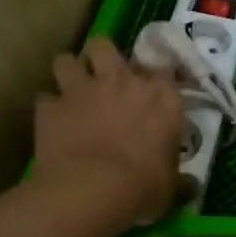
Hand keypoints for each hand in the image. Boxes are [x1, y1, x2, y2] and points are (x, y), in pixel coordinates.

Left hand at [35, 37, 188, 231]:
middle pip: (106, 46)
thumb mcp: (170, 184)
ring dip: (69, 72)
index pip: (165, 66)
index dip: (156, 76)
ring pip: (67, 60)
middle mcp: (122, 81)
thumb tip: (190, 186)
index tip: (154, 87)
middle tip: (104, 77)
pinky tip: (53, 120)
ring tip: (72, 89)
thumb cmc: (143, 186)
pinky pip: (45, 98)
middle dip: (102, 57)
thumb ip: (177, 177)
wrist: (91, 190)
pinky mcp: (50, 107)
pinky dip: (49, 107)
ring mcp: (82, 90)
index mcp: (162, 96)